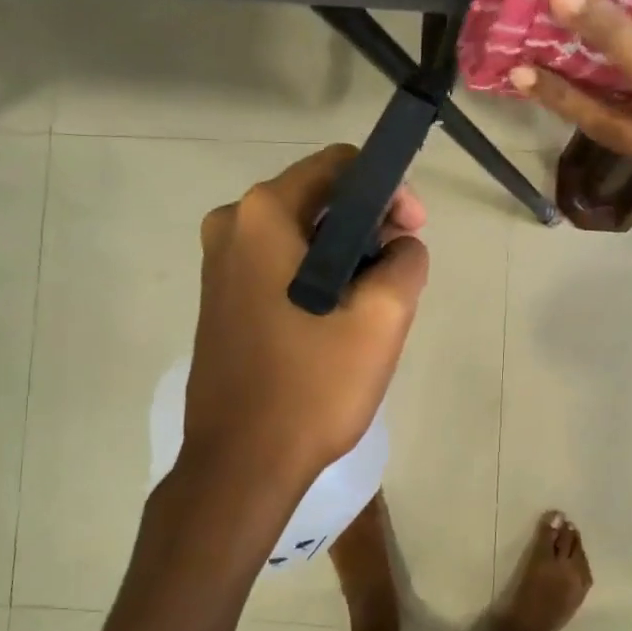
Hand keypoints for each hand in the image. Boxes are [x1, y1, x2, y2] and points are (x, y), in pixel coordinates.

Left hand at [183, 145, 429, 484]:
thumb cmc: (311, 387)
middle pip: (318, 199)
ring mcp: (218, 265)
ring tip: (375, 304)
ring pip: (301, 236)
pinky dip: (316, 277)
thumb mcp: (382, 319)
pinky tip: (337, 320)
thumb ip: (406, 262)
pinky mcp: (219, 300)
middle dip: (368, 226)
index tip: (413, 232)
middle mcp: (231, 226)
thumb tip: (402, 246)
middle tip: (400, 273)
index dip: (388, 189)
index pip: (340, 166)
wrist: (241, 464)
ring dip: (346, 256)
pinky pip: (280, 266)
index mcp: (263, 215)